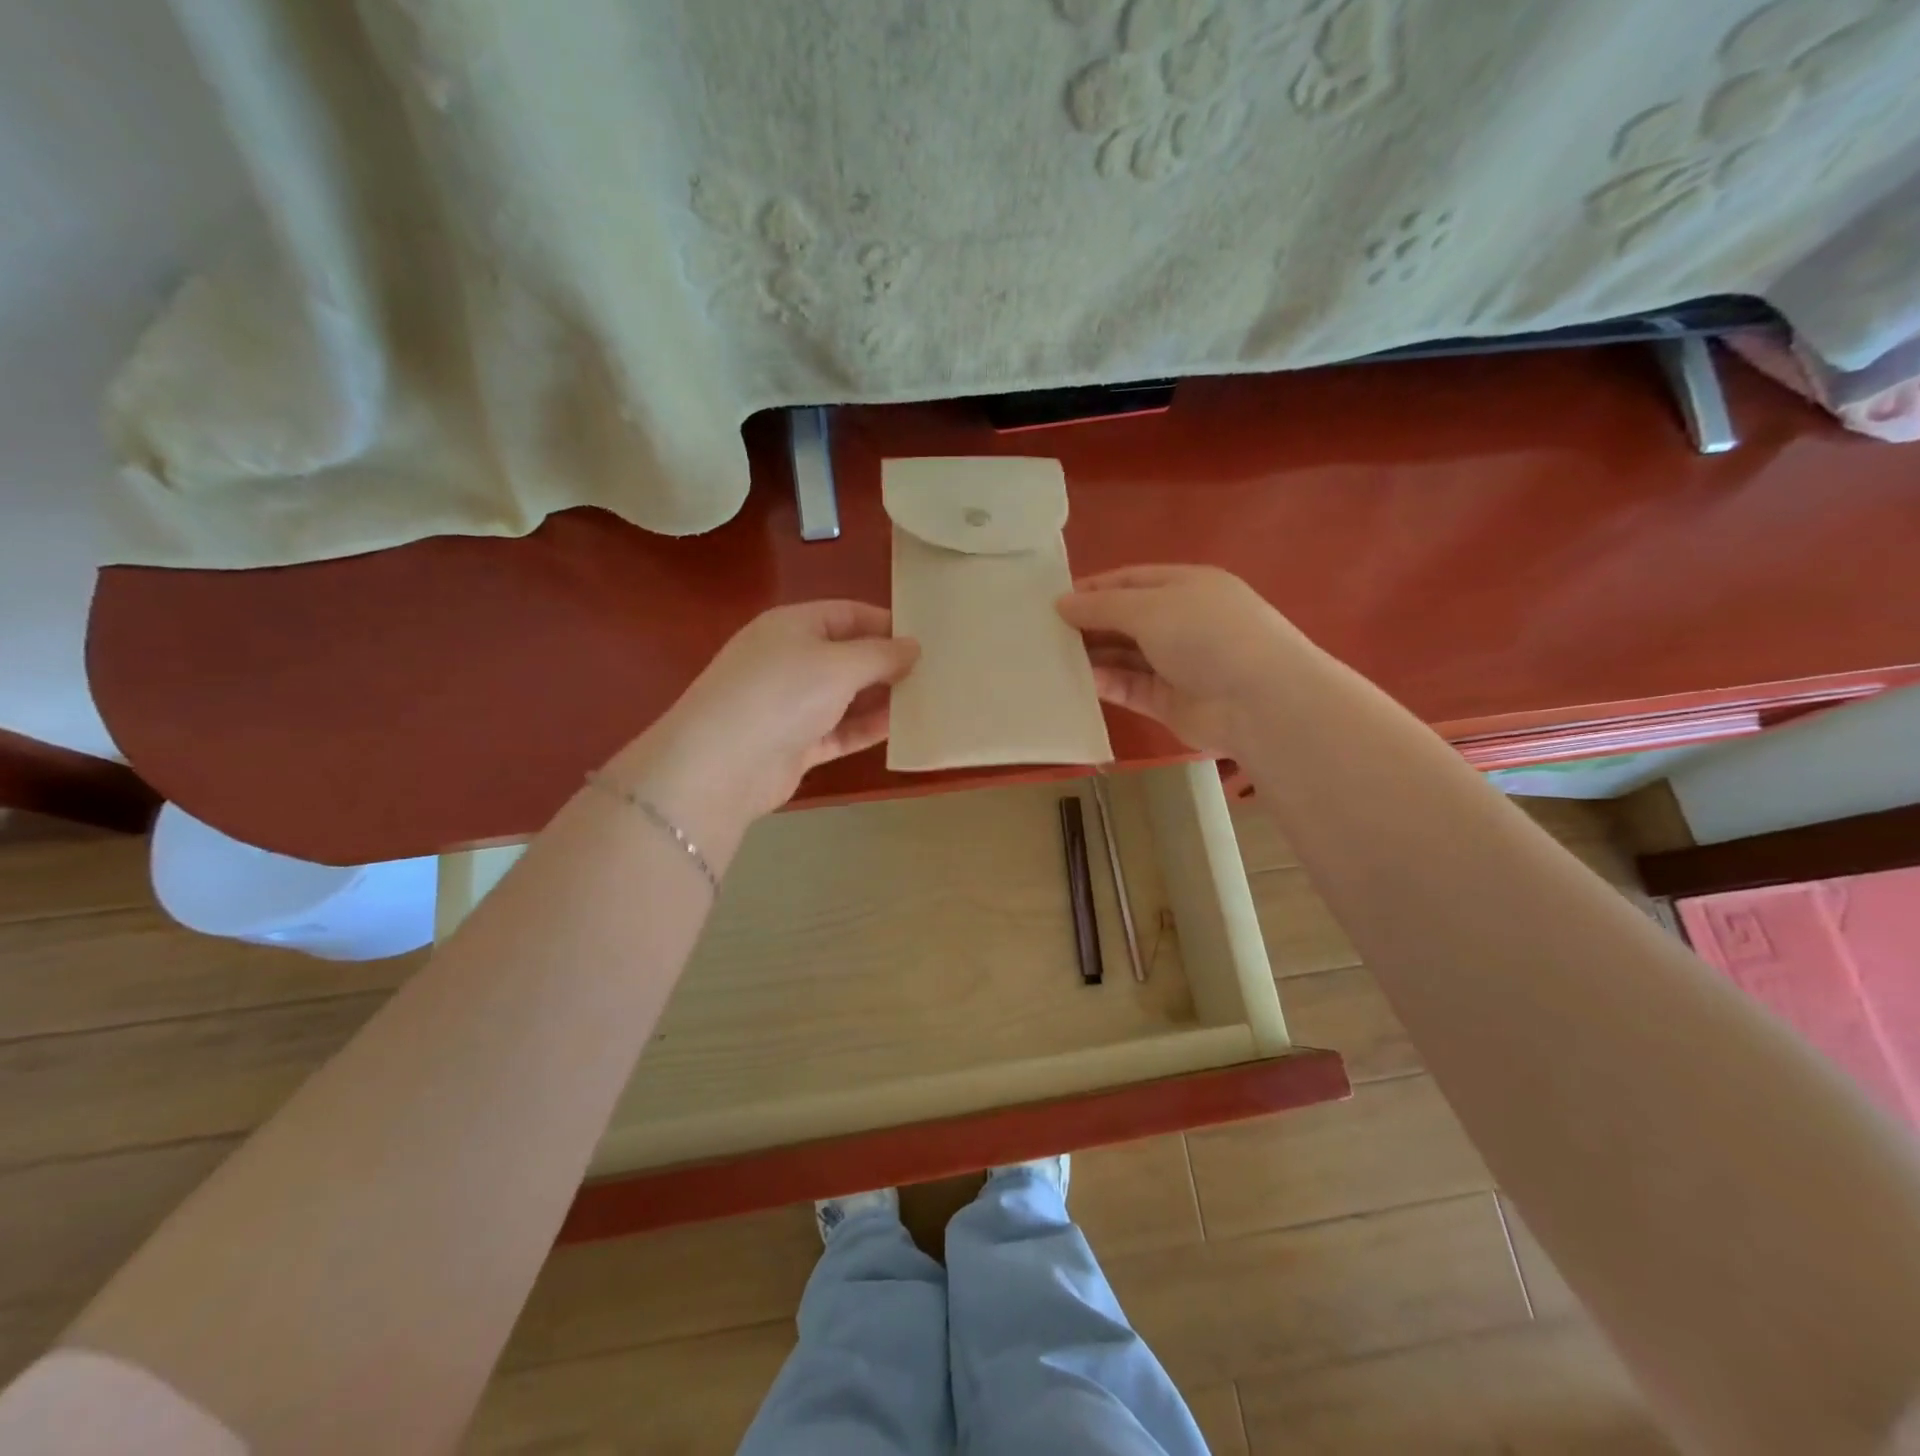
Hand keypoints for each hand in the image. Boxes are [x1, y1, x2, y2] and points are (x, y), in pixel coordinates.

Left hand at [608, 601, 918, 837]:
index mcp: (792, 626)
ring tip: (928, 698)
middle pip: (847, 655)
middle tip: (935, 670)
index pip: (847, 614)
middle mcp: (789, 660)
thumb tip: (913, 647)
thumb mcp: (838, 664)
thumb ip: (881, 655)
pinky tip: (902, 729)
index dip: (885, 623)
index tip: (926, 636)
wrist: (722, 765)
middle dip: (887, 662)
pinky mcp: (795, 744)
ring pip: (845, 696)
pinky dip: (866, 730)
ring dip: (881, 698)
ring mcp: (790, 704)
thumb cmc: (782, 693)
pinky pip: (839, 731)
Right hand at [1056, 564, 1302, 755]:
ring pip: (1125, 655)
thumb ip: (1102, 607)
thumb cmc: (1207, 635)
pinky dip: (1106, 683)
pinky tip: (1078, 681)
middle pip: (1125, 619)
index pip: (1131, 580)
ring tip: (1051, 657)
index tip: (1054, 600)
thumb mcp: (1150, 608)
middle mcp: (1182, 622)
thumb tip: (1062, 603)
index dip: (1093, 588)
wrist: (1259, 701)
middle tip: (1044, 631)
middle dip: (1089, 623)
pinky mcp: (1170, 701)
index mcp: (1186, 586)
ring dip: (1093, 655)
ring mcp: (1177, 663)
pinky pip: (1130, 687)